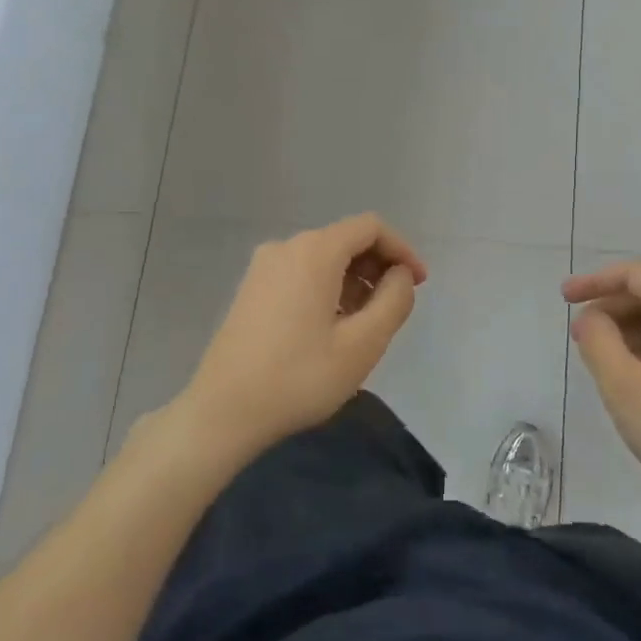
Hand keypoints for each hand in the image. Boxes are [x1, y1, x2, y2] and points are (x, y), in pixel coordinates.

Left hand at [178, 215, 427, 460]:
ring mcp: (263, 268)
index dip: (402, 250)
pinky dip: (327, 288)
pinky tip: (332, 328)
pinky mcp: (251, 290)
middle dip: (378, 267)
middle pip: (345, 240)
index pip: (371, 227)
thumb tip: (399, 276)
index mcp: (314, 251)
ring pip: (323, 259)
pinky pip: (301, 274)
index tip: (418, 284)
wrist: (223, 412)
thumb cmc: (300, 377)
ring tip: (365, 325)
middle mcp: (286, 247)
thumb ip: (393, 301)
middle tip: (394, 309)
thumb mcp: (363, 344)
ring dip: (353, 281)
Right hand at [563, 262, 640, 524]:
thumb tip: (590, 318)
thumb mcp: (626, 388)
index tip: (564, 299)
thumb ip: (598, 342)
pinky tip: (639, 378)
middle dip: (612, 309)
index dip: (596, 281)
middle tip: (580, 337)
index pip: (637, 274)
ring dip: (632, 331)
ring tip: (605, 362)